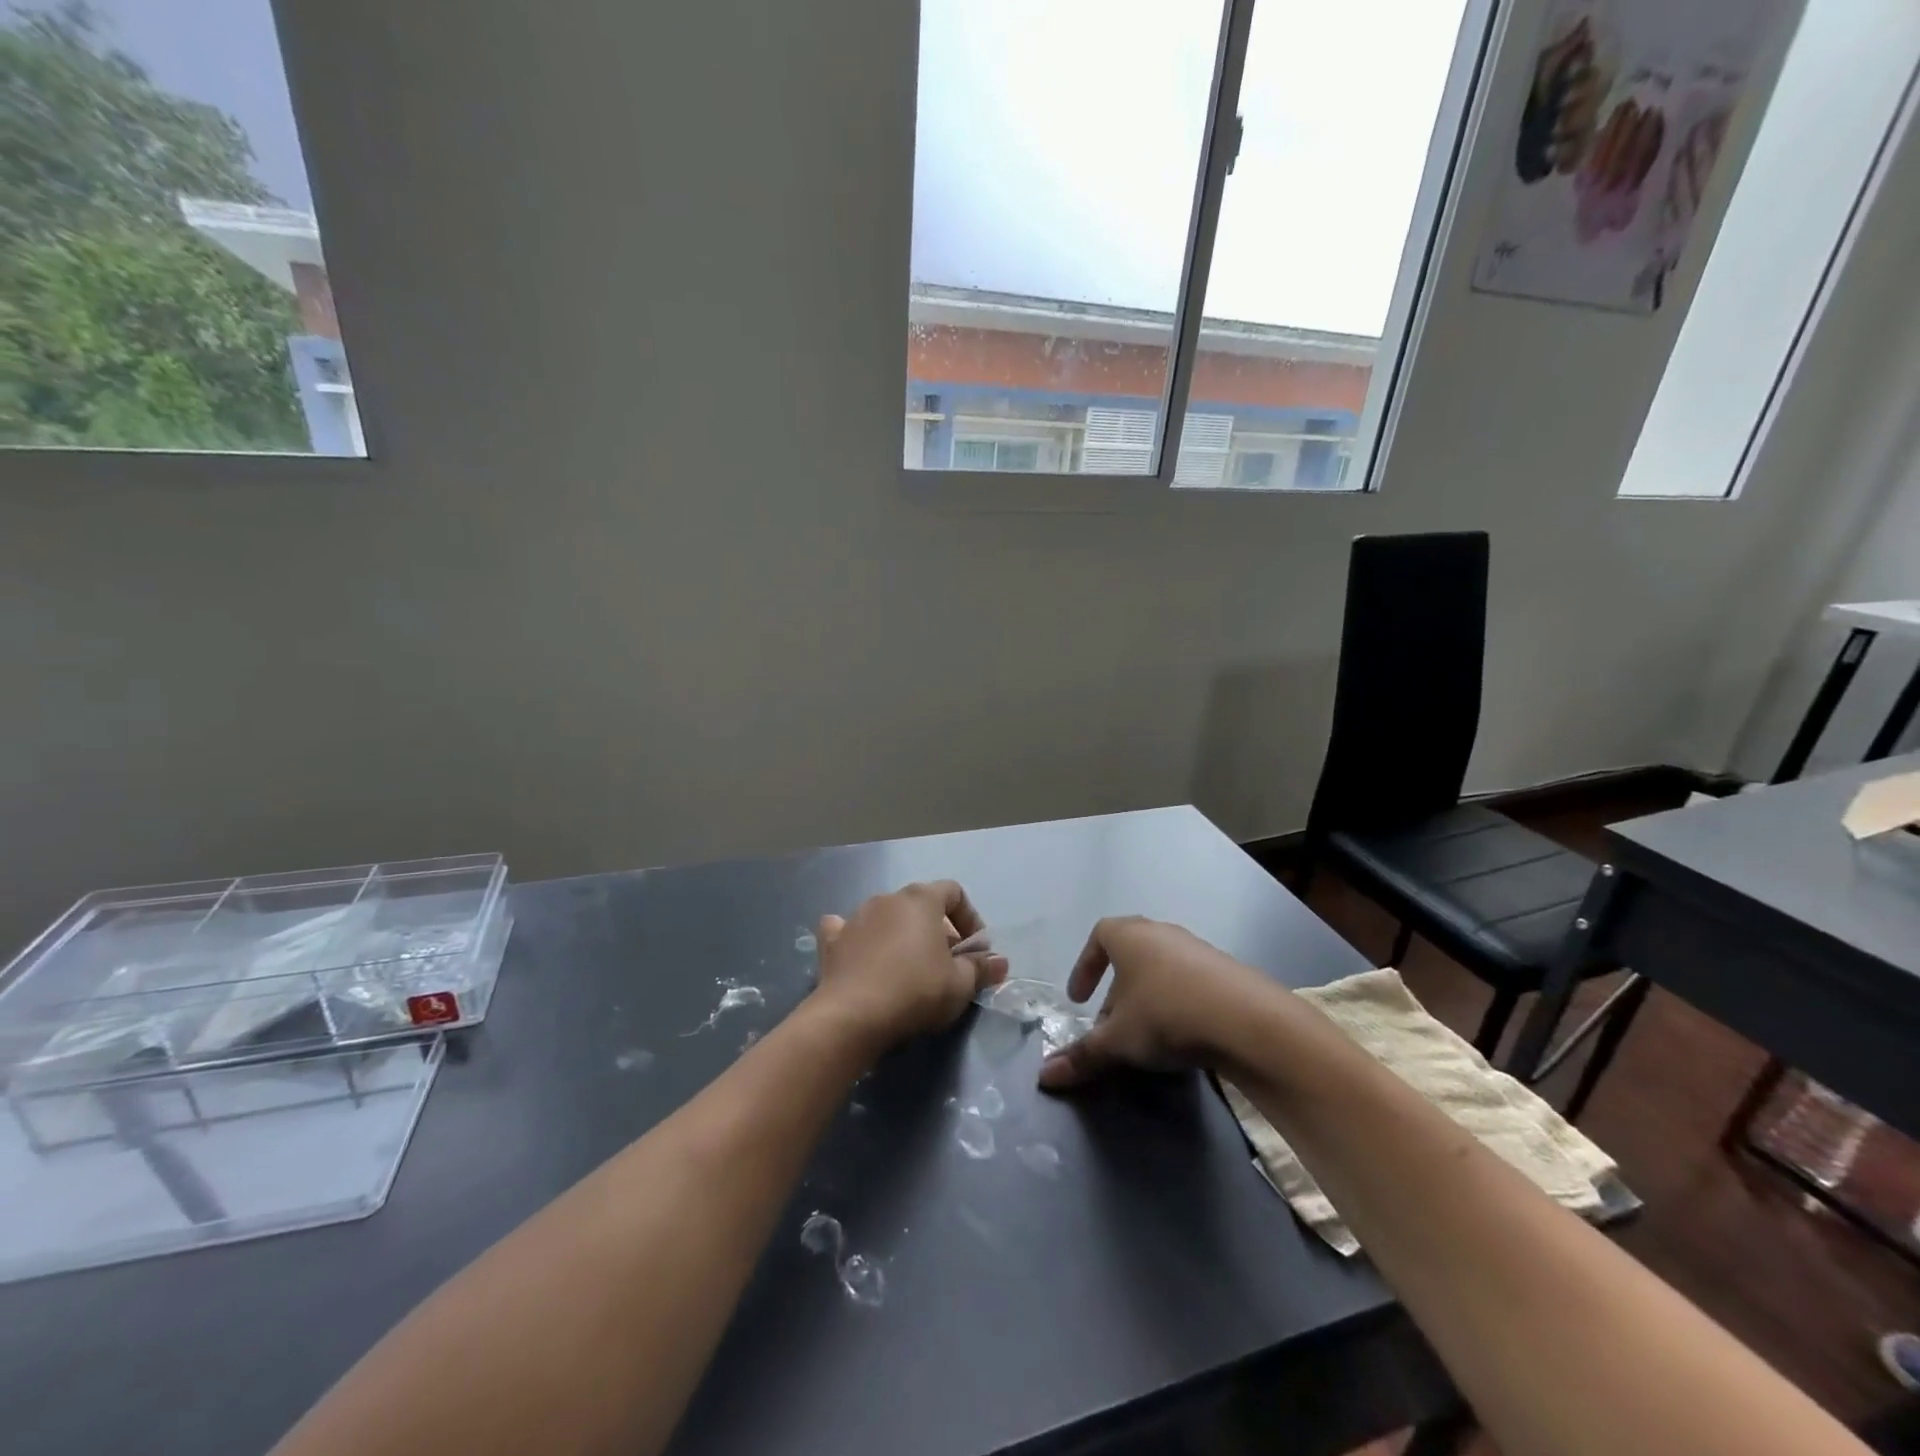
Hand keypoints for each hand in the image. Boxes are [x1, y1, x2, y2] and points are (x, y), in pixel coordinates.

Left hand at [812, 881, 1008, 1050]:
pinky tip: (862, 955)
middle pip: (921, 905)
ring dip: (901, 934)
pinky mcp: (832, 940)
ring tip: (909, 968)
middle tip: (947, 964)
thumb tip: (1000, 962)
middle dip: (938, 930)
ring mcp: (856, 916)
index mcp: (921, 899)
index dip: (970, 918)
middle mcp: (888, 898)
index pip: (954, 892)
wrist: (853, 1015)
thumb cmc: (916, 991)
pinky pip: (847, 929)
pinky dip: (859, 938)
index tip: (975, 950)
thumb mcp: (960, 984)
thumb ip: (981, 968)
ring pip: (887, 916)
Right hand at [1037, 917, 1278, 1090]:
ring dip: (1147, 998)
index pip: (1098, 936)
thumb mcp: (1118, 1040)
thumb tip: (1044, 1077)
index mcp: (1129, 935)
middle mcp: (1161, 932)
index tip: (1079, 999)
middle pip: (1130, 954)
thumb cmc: (1166, 1015)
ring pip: (1160, 969)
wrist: (1247, 1020)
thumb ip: (1082, 1055)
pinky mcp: (1226, 970)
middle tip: (1110, 1026)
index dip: (1085, 966)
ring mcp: (1197, 948)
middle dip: (1116, 990)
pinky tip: (1183, 1035)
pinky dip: (1177, 1002)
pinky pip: (1189, 981)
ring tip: (1146, 1035)